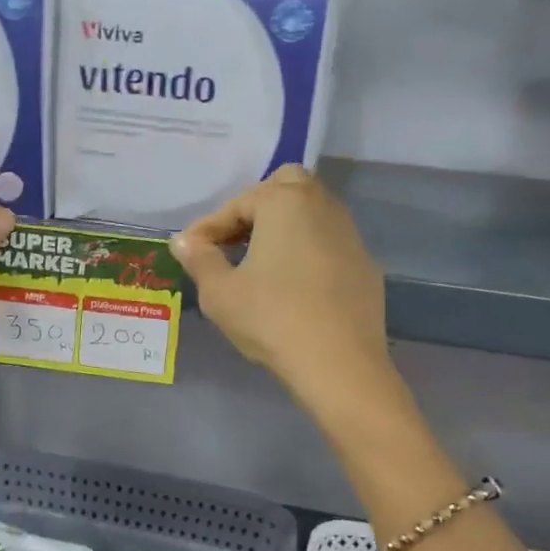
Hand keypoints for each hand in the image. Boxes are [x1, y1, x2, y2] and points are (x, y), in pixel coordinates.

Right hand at [172, 167, 391, 412]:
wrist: (338, 363)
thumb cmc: (271, 319)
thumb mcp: (220, 293)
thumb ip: (200, 259)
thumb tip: (184, 241)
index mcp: (285, 202)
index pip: (238, 203)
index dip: (209, 227)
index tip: (189, 251)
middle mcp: (322, 206)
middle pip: (286, 188)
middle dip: (255, 209)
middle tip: (232, 243)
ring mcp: (350, 235)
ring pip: (312, 215)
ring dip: (283, 229)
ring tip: (259, 264)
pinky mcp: (365, 266)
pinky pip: (328, 245)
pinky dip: (306, 253)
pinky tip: (293, 287)